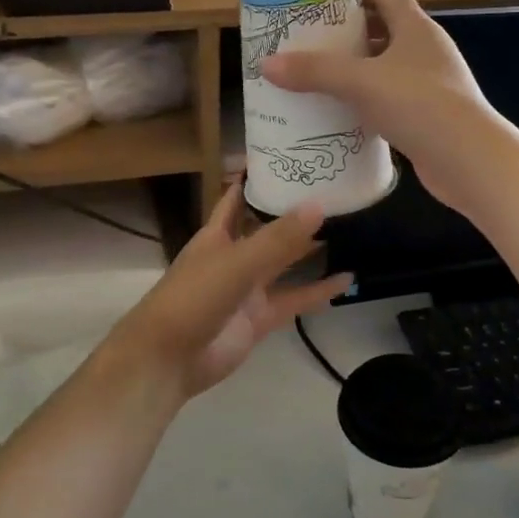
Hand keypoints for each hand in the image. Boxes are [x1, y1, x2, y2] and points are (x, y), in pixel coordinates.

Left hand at [102, 182, 350, 404]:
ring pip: (286, 263)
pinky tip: (347, 279)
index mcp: (218, 235)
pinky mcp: (260, 318)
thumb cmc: (193, 298)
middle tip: (336, 191)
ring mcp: (248, 289)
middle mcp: (234, 256)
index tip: (289, 158)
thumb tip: (319, 205)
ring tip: (349, 228)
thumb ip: (278, 238)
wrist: (169, 359)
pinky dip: (318, 291)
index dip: (259, 179)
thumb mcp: (237, 262)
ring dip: (311, 250)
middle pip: (269, 229)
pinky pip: (295, 299)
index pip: (238, 198)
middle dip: (295, 213)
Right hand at [261, 0, 508, 217]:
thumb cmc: (418, 105)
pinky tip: (343, 114)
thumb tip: (267, 65)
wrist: (469, 160)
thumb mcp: (361, 82)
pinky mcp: (429, 116)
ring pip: (387, 68)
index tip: (323, 1)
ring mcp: (431, 85)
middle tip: (312, 42)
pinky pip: (392, 99)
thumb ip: (315, 71)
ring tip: (320, 77)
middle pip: (384, 30)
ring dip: (358, 70)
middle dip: (349, 34)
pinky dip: (369, 101)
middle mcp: (427, 50)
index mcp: (416, 28)